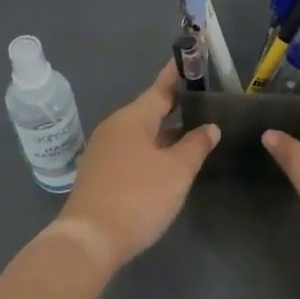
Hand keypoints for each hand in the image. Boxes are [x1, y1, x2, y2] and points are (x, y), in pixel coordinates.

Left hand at [59, 64, 219, 269]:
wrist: (89, 239)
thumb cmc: (138, 197)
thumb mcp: (176, 172)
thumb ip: (196, 145)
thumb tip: (210, 127)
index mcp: (133, 118)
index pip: (160, 89)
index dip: (177, 76)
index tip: (189, 59)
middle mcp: (115, 127)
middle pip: (149, 110)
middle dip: (175, 106)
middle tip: (202, 101)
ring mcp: (103, 149)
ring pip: (140, 132)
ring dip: (164, 131)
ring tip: (191, 132)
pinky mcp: (100, 172)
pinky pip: (131, 149)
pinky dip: (151, 148)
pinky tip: (166, 161)